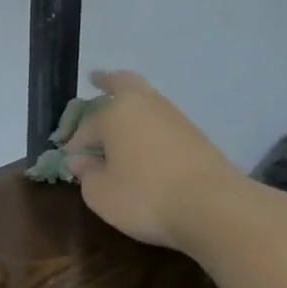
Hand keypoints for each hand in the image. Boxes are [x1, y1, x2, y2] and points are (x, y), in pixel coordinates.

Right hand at [65, 70, 251, 251]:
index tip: (70, 160)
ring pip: (147, 102)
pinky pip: (163, 122)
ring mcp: (175, 119)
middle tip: (97, 79)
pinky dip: (150, 126)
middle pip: (124, 83)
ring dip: (131, 107)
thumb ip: (86, 174)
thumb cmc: (146, 196)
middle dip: (108, 81)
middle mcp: (145, 106)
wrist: (216, 208)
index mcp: (115, 114)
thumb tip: (81, 161)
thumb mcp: (100, 193)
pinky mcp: (198, 137)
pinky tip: (145, 142)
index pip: (86, 126)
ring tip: (120, 120)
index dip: (75, 143)